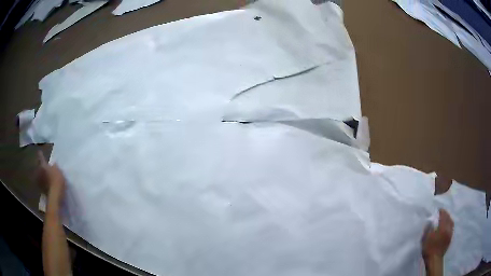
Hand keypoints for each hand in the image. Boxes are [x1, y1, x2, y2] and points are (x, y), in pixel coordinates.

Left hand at [37, 151, 65, 206]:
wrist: (55, 195)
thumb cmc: (57, 180)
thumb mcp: (58, 170)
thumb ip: (55, 166)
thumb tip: (53, 164)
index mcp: (43, 165)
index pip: (41, 157)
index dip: (40, 154)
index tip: (39, 151)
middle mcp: (39, 172)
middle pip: (39, 167)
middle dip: (40, 167)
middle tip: (43, 167)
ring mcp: (40, 182)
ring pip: (40, 176)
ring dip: (42, 176)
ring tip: (45, 176)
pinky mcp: (42, 190)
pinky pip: (42, 184)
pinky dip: (44, 184)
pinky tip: (47, 184)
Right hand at [422, 209, 453, 260]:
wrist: (434, 260)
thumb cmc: (429, 249)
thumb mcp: (425, 239)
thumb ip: (428, 228)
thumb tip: (430, 221)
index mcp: (442, 226)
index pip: (443, 215)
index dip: (441, 211)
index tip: (438, 210)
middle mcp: (448, 228)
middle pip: (448, 217)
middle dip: (445, 214)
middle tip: (442, 213)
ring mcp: (450, 233)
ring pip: (451, 222)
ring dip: (448, 218)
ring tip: (445, 218)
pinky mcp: (450, 238)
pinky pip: (452, 227)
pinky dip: (450, 224)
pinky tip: (447, 226)